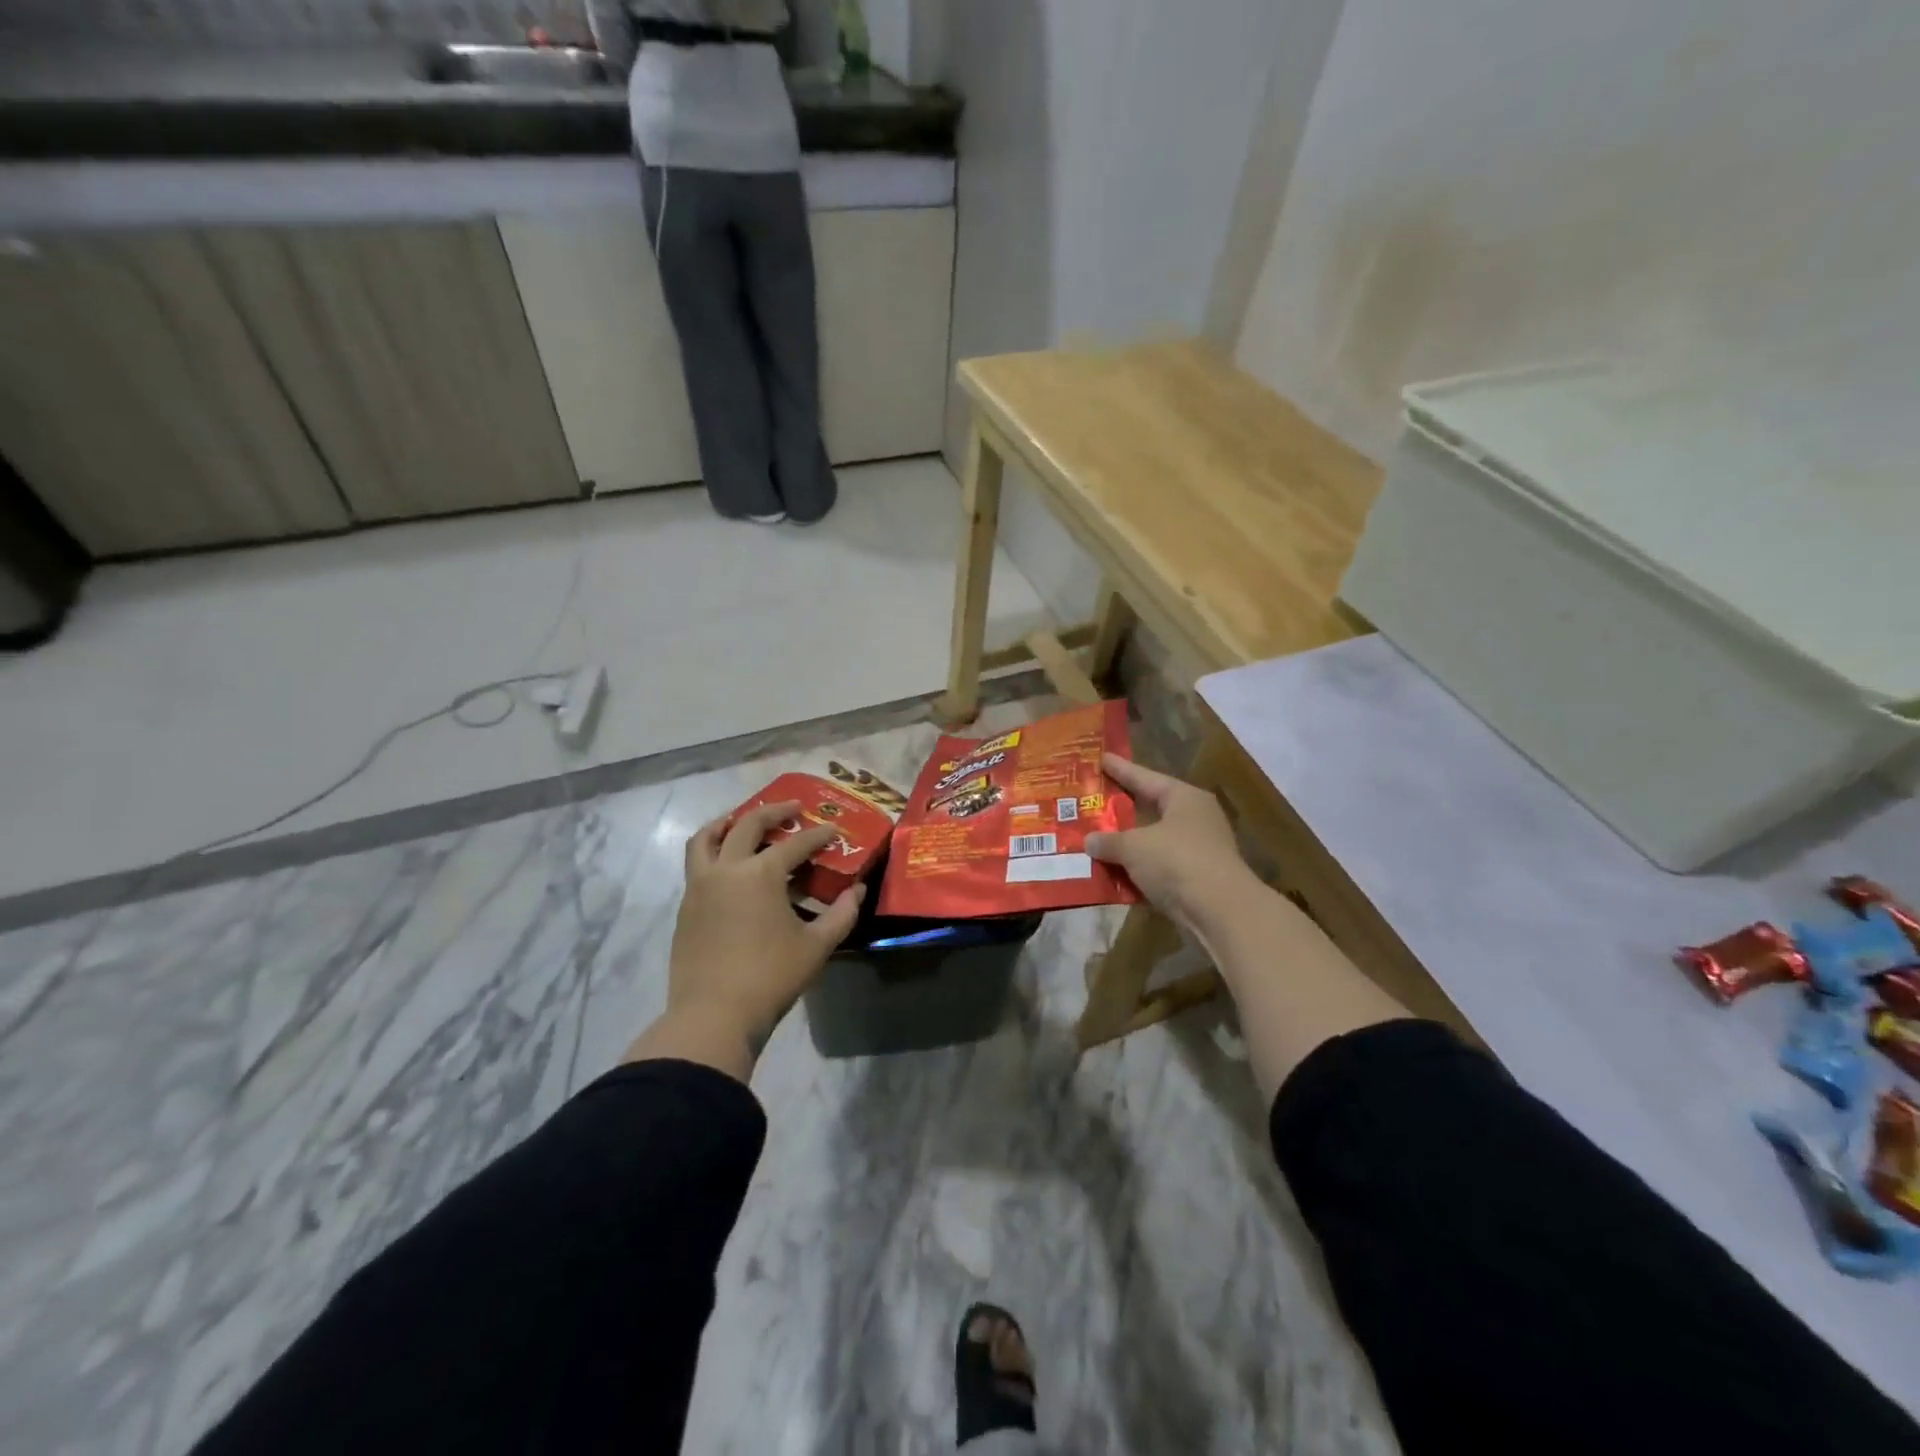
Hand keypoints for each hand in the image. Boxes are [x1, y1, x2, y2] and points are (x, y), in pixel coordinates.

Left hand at [667, 800, 865, 1054]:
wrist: (713, 1015)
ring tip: (742, 820)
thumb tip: (857, 891)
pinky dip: (712, 850)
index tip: (833, 830)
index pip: (795, 843)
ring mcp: (700, 886)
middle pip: (747, 824)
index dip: (818, 835)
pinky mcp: (686, 907)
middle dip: (773, 812)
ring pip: (707, 839)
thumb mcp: (817, 946)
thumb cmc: (771, 977)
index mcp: (761, 874)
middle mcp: (727, 869)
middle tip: (792, 808)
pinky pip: (696, 863)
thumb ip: (842, 914)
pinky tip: (727, 864)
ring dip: (727, 822)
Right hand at [1086, 755, 1254, 933]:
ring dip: (1128, 845)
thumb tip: (1089, 841)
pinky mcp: (1196, 880)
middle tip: (1095, 799)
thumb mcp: (1134, 847)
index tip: (1101, 759)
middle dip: (1122, 809)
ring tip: (1096, 840)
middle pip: (1151, 809)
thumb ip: (1108, 841)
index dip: (1121, 769)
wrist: (1220, 912)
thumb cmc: (1177, 861)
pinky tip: (1112, 874)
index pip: (1146, 778)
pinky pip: (1158, 869)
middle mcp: (1195, 819)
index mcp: (1184, 798)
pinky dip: (1137, 871)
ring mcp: (1198, 851)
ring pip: (1153, 842)